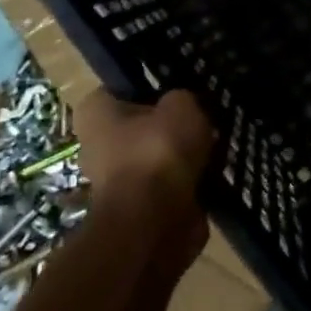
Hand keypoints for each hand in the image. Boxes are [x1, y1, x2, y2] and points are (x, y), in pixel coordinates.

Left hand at [73, 89, 214, 257]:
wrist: (154, 224)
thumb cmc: (158, 151)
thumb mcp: (181, 105)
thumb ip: (182, 99)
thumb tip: (184, 107)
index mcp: (95, 112)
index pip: (124, 87)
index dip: (155, 85)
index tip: (183, 88)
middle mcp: (97, 144)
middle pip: (143, 124)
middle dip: (171, 125)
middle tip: (204, 117)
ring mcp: (115, 180)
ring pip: (158, 156)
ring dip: (182, 156)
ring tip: (214, 145)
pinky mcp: (137, 208)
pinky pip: (168, 184)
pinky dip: (188, 181)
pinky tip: (212, 172)